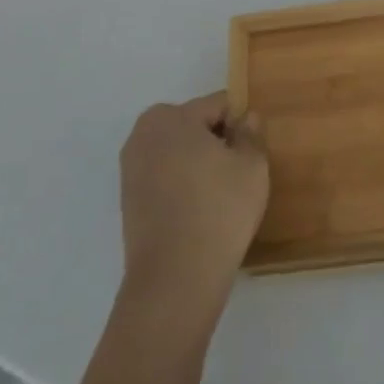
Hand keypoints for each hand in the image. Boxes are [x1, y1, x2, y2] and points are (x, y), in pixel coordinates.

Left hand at [119, 93, 268, 318]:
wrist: (175, 279)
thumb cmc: (219, 210)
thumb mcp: (252, 165)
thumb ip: (251, 133)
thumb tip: (246, 118)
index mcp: (171, 117)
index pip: (219, 104)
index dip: (242, 123)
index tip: (255, 150)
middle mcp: (143, 134)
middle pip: (194, 124)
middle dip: (217, 140)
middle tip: (240, 171)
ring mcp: (131, 168)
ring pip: (178, 151)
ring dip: (199, 162)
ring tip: (222, 193)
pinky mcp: (128, 199)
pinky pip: (165, 176)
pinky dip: (183, 183)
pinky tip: (201, 209)